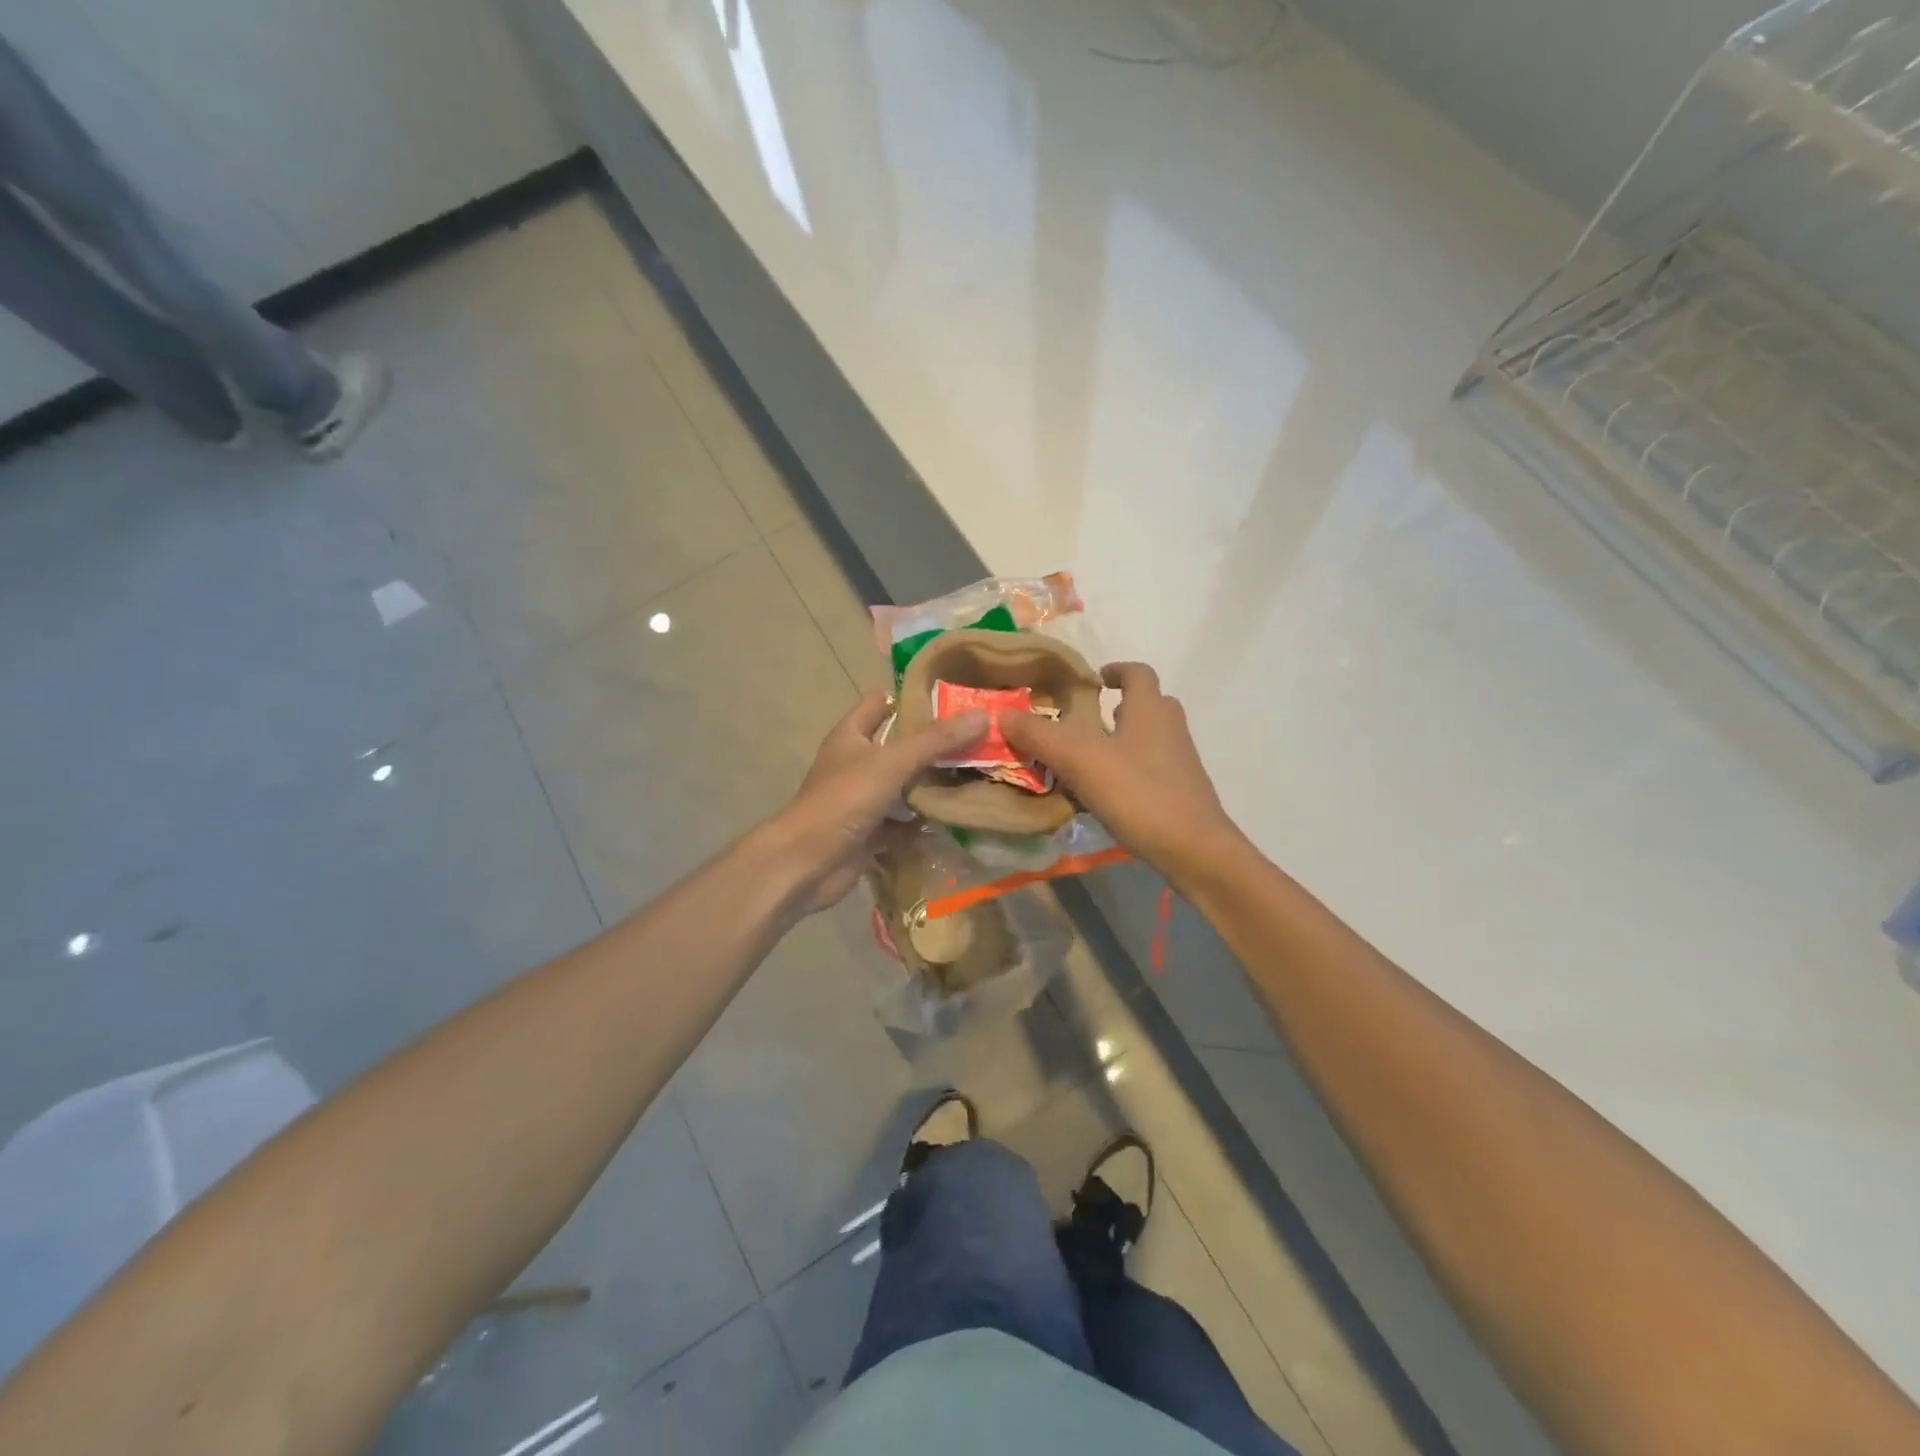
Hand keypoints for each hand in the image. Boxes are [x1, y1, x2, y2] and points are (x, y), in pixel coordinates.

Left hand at [774, 691, 986, 910]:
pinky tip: (956, 819)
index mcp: (851, 735)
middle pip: (899, 746)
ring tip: (976, 776)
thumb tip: (982, 715)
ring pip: (903, 786)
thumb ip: (936, 740)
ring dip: (932, 785)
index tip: (953, 700)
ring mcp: (861, 800)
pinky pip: (902, 823)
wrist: (807, 863)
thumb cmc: (844, 800)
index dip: (912, 698)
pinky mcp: (869, 832)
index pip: (881, 703)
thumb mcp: (892, 762)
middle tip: (978, 740)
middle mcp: (855, 763)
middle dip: (934, 745)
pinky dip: (923, 822)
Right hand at [1002, 662, 1243, 884]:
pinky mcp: (1180, 791)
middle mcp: (1169, 727)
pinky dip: (1126, 771)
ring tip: (1083, 760)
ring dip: (1118, 741)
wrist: (1194, 849)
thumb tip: (1004, 714)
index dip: (1114, 669)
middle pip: (1145, 704)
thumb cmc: (1138, 793)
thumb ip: (1040, 735)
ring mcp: (1179, 760)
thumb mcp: (1080, 760)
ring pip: (1146, 738)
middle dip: (1114, 708)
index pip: (1137, 671)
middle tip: (1081, 722)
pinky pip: (1149, 768)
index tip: (1090, 680)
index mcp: (1150, 708)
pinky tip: (1102, 795)